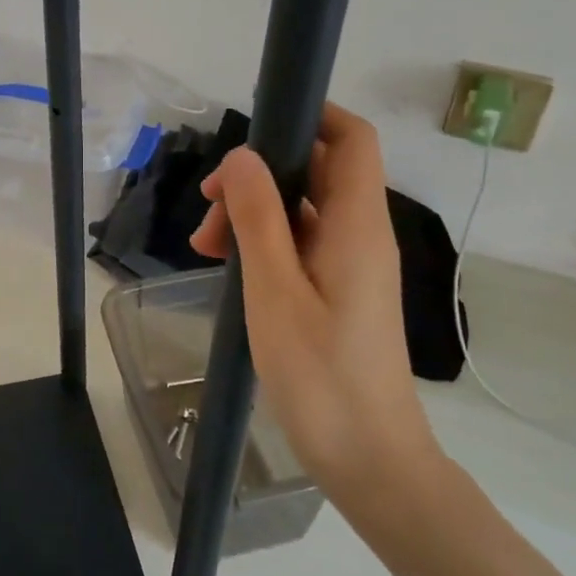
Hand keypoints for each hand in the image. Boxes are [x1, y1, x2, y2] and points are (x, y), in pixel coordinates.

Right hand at [189, 104, 443, 531]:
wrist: (370, 461)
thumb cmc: (321, 376)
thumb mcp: (274, 291)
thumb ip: (258, 217)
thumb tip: (242, 154)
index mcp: (356, 224)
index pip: (351, 138)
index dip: (311, 114)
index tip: (253, 126)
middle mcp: (359, 233)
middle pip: (314, 169)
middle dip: (257, 174)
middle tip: (208, 209)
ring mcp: (350, 263)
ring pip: (300, 208)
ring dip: (252, 212)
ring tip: (205, 248)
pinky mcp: (338, 290)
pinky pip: (299, 242)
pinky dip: (262, 243)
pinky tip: (226, 267)